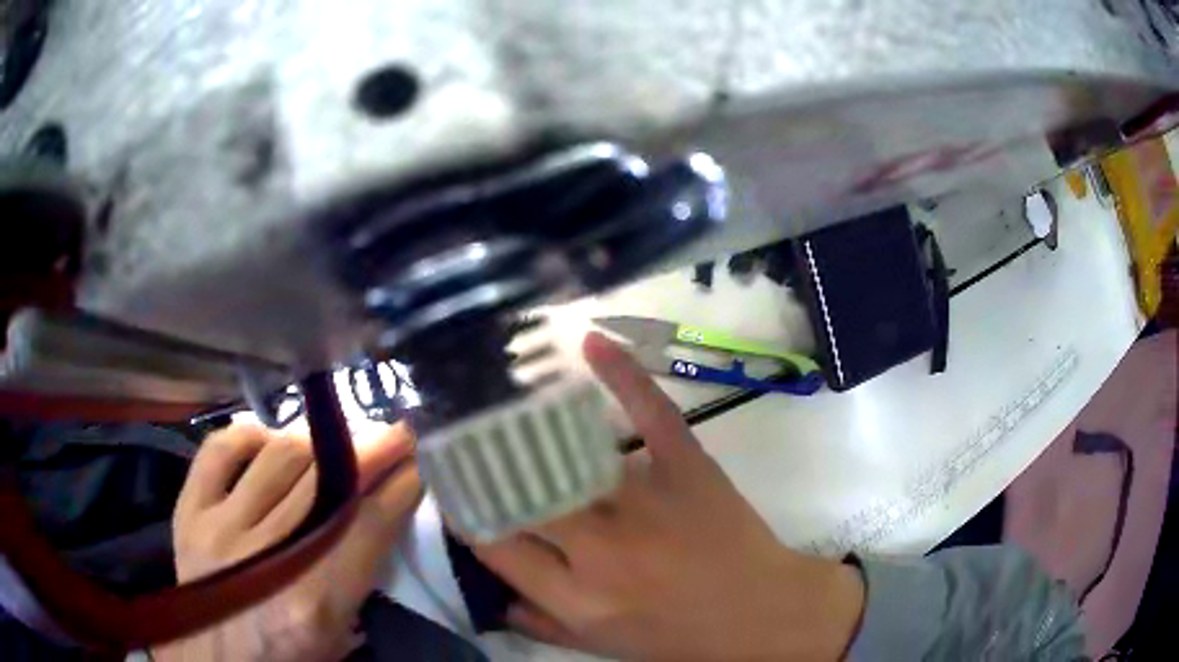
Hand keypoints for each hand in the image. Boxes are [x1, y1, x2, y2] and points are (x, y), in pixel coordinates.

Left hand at [153, 422, 422, 661]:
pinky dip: (249, 435)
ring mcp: (220, 527)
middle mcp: (266, 556)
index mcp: (312, 601)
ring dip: (319, 437)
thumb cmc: (284, 657)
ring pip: (279, 457)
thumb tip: (382, 515)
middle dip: (370, 451)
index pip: (366, 526)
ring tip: (341, 434)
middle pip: (326, 483)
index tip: (418, 465)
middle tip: (394, 434)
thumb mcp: (338, 637)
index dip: (398, 488)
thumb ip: (360, 579)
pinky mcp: (189, 512)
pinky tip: (270, 438)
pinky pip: (219, 450)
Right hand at [473, 333, 864, 660]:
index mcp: (576, 595)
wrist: (763, 615)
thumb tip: (494, 599)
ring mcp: (645, 499)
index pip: (494, 541)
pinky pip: (649, 412)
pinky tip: (589, 343)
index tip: (449, 480)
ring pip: (570, 451)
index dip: (463, 507)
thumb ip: (542, 625)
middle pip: (520, 491)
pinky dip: (621, 373)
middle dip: (481, 458)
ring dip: (527, 421)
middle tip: (460, 429)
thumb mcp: (603, 648)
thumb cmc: (681, 639)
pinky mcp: (687, 466)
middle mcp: (600, 546)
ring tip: (497, 393)